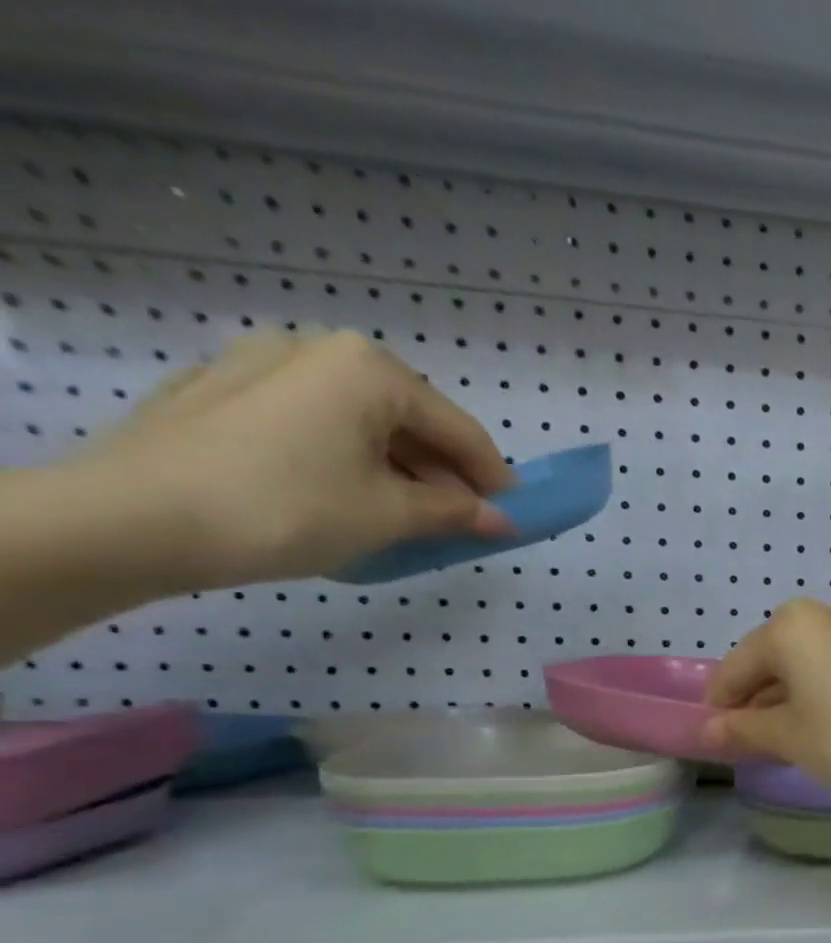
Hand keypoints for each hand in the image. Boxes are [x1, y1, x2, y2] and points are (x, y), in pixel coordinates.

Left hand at [66, 329, 513, 590]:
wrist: (133, 518)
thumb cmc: (289, 508)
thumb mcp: (391, 516)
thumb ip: (456, 513)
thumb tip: (501, 520)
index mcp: (369, 369)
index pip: (460, 430)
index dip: (495, 478)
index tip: (515, 515)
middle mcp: (317, 350)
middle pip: (409, 420)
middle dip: (443, 473)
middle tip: (461, 522)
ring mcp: (260, 365)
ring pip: (360, 422)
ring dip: (398, 469)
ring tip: (407, 518)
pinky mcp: (220, 392)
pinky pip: (312, 424)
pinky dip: (347, 459)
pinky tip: (346, 498)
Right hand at [702, 600, 830, 809]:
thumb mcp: (789, 738)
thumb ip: (743, 729)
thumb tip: (708, 731)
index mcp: (796, 625)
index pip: (739, 665)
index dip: (721, 702)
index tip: (717, 734)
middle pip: (781, 656)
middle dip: (763, 696)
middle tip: (758, 738)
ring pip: (821, 660)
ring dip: (802, 691)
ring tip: (801, 733)